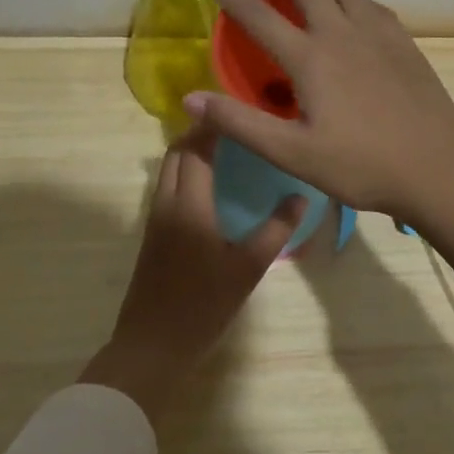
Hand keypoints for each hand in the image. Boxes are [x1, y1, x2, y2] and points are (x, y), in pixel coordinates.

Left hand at [78, 128, 303, 421]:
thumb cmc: (202, 306)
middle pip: (176, 152)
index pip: (197, 148)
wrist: (151, 346)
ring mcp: (155, 219)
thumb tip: (301, 197)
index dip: (214, 125)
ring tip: (226, 149)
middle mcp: (166, 203)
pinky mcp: (152, 235)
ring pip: (168, 170)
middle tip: (235, 126)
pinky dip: (185, 172)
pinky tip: (211, 186)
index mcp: (189, 205)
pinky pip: (167, 188)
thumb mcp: (247, 269)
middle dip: (200, 132)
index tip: (237, 107)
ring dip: (190, 152)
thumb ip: (275, 230)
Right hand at [185, 0, 453, 224]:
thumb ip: (240, 123)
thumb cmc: (361, 165)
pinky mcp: (403, 42)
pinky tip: (348, 4)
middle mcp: (342, 33)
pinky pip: (369, 2)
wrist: (438, 167)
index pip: (259, 15)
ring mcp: (378, 33)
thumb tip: (191, 97)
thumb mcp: (292, 153)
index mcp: (311, 58)